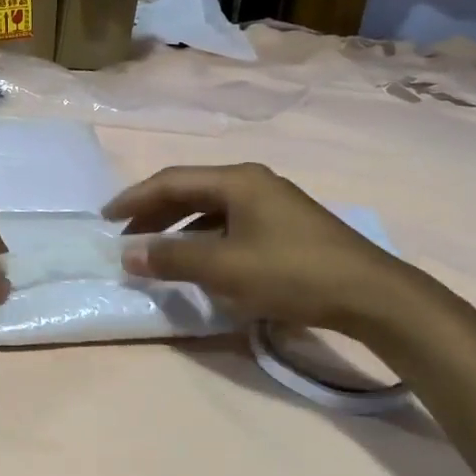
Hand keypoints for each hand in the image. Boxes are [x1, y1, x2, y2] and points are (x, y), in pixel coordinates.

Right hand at [103, 163, 428, 338]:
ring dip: (178, 228)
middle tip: (124, 234)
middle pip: (190, 191)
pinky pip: (229, 225)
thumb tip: (128, 255)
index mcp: (237, 181)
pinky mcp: (285, 227)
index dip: (135, 199)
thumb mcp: (225, 268)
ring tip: (155, 250)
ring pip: (210, 210)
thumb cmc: (291, 273)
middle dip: (154, 213)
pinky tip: (199, 262)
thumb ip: (173, 259)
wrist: (370, 294)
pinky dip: (204, 239)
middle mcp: (253, 183)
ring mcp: (272, 204)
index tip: (106, 219)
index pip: (172, 181)